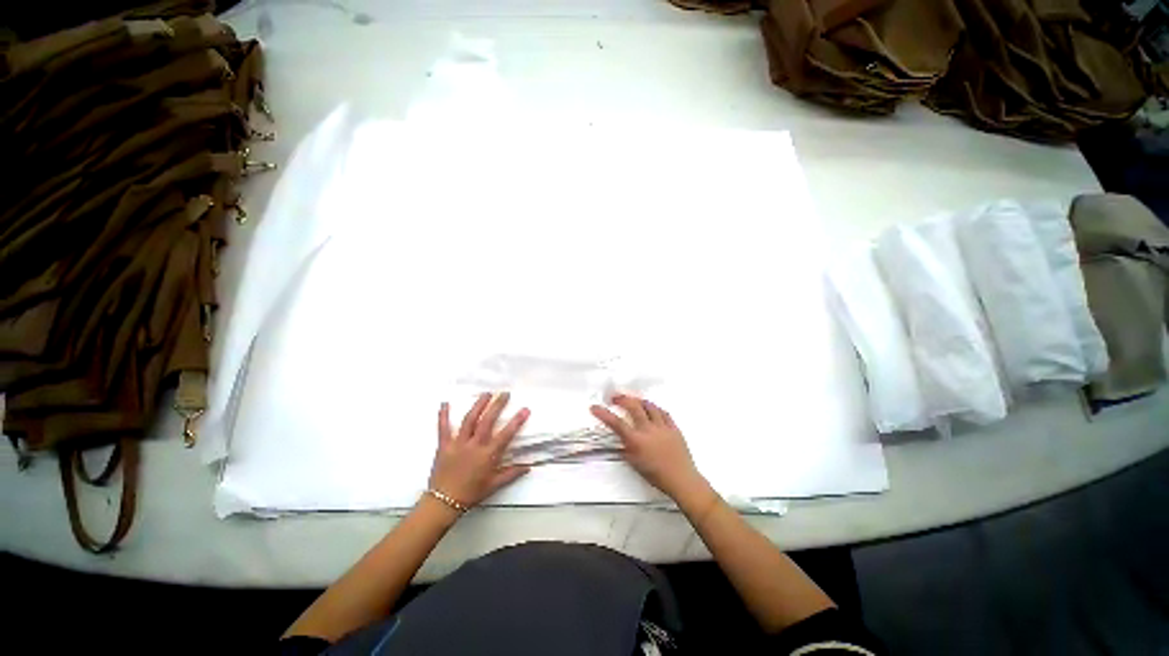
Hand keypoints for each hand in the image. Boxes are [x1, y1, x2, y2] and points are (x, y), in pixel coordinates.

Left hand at [428, 392, 529, 508]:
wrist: (443, 503)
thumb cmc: (471, 493)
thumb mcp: (494, 485)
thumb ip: (511, 474)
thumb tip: (528, 466)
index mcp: (488, 455)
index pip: (505, 435)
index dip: (516, 421)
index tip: (525, 409)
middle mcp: (474, 445)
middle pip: (487, 421)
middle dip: (497, 405)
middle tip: (505, 394)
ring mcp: (458, 444)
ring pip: (469, 420)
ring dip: (478, 405)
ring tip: (486, 394)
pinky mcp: (444, 445)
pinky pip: (443, 428)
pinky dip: (443, 415)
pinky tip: (444, 404)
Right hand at [591, 395, 708, 502]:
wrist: (681, 479)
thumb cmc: (656, 475)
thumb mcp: (635, 464)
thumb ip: (625, 449)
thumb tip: (619, 441)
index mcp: (637, 441)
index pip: (616, 423)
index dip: (604, 414)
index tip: (594, 407)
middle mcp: (648, 430)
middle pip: (633, 406)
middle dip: (622, 399)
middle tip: (615, 398)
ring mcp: (662, 427)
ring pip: (649, 406)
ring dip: (639, 401)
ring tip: (633, 400)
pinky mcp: (673, 427)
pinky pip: (663, 412)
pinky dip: (655, 408)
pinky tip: (652, 408)